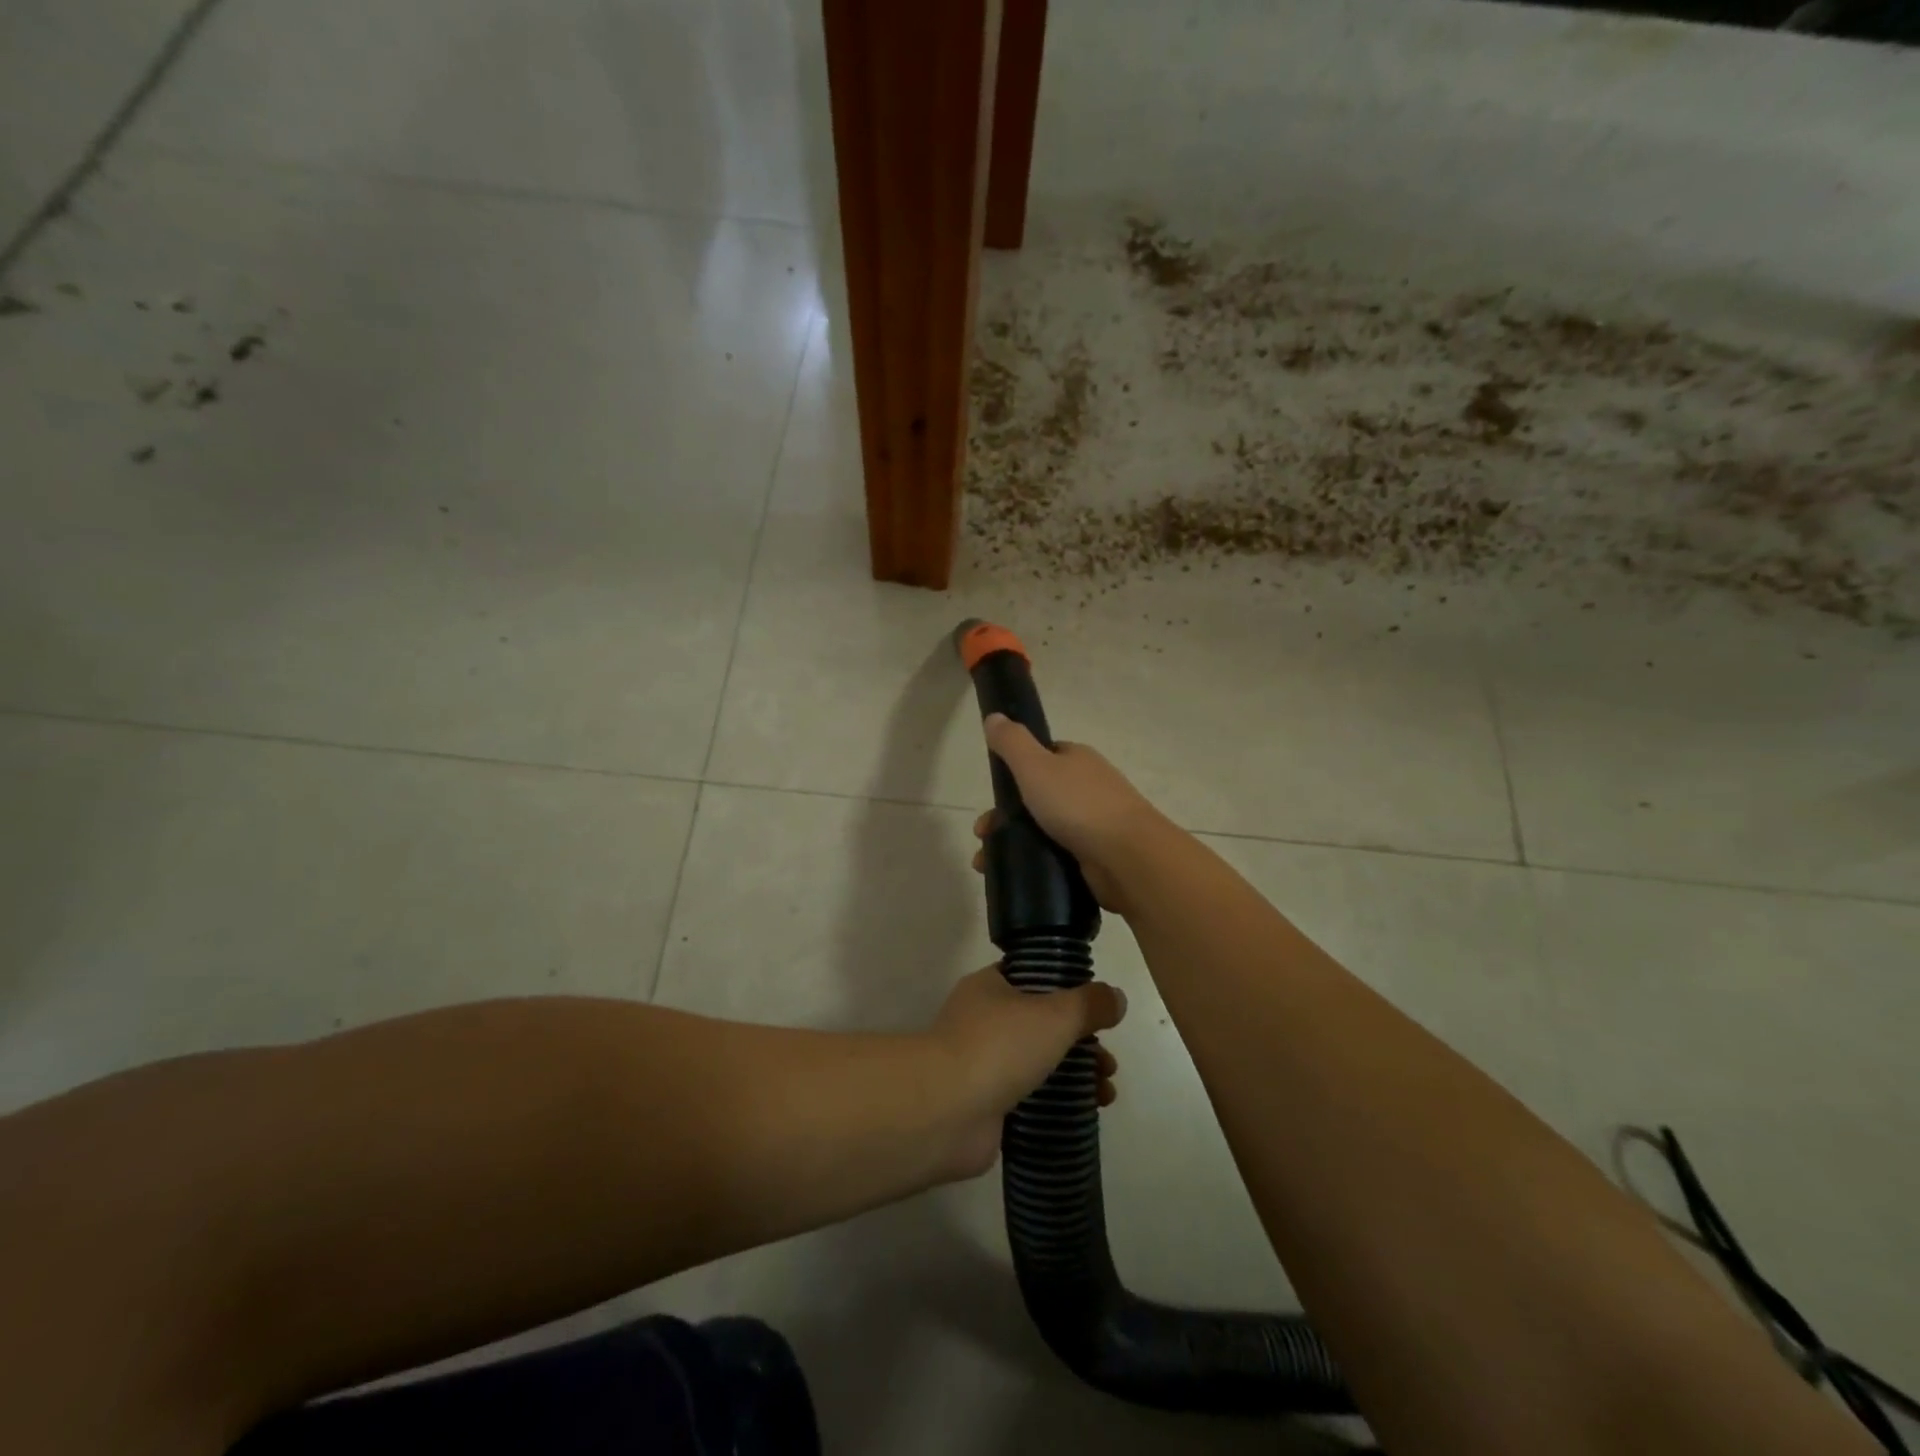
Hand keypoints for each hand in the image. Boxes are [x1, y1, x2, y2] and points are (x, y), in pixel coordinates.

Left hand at [926, 965, 1124, 1181]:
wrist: (946, 1112)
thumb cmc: (999, 1046)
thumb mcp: (1054, 1014)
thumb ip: (1089, 1004)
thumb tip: (1116, 997)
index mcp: (989, 986)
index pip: (1031, 977)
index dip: (1067, 990)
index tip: (1097, 1010)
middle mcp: (982, 1020)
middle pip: (1042, 1024)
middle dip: (1081, 1041)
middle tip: (1108, 1061)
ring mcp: (982, 1064)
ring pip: (1039, 1062)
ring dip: (1076, 1074)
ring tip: (1106, 1092)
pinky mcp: (987, 1105)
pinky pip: (1031, 1098)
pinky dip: (1058, 1103)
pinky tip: (1086, 1112)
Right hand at [971, 714, 1172, 914]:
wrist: (1127, 857)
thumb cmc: (1078, 805)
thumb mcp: (1036, 765)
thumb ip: (1012, 742)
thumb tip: (994, 716)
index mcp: (1077, 760)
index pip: (1042, 758)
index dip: (1015, 772)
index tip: (994, 793)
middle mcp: (1087, 788)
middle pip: (1037, 797)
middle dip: (1005, 816)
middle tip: (983, 834)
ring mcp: (1093, 824)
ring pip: (1042, 829)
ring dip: (1013, 843)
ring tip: (987, 862)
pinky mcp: (1093, 856)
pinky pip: (1055, 856)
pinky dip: (1033, 864)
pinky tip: (1013, 876)